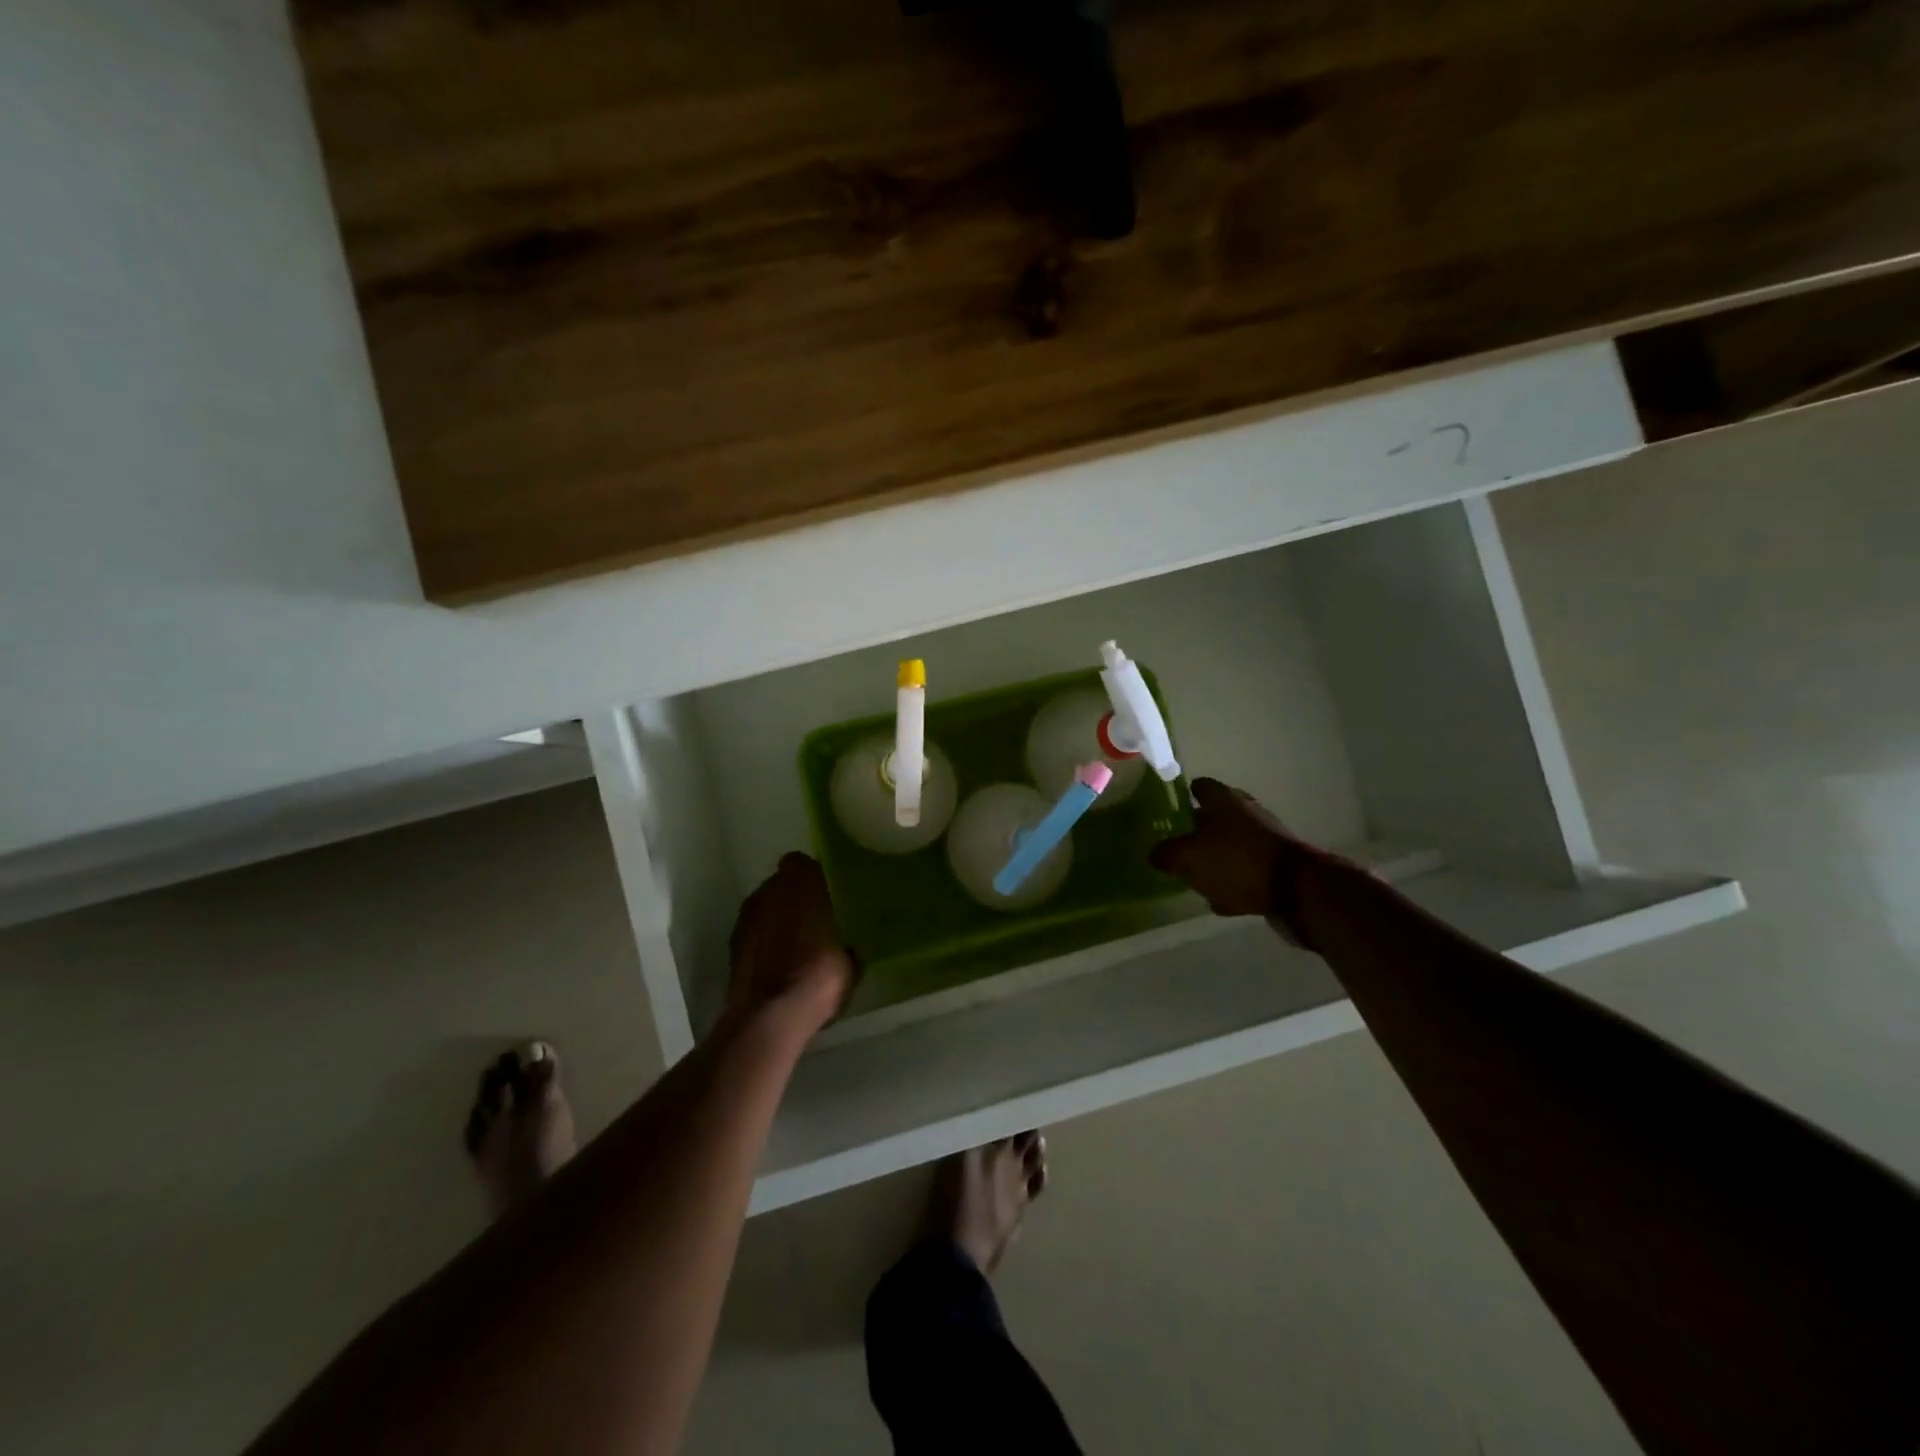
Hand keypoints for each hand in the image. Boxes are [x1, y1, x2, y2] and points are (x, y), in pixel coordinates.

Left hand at [726, 853, 855, 1033]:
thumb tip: (848, 947)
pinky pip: (753, 933)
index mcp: (801, 884)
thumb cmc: (818, 976)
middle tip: (813, 919)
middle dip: (794, 898)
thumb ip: (847, 944)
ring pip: (764, 908)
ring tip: (794, 943)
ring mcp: (746, 917)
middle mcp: (769, 891)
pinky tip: (777, 963)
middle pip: (780, 885)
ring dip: (776, 919)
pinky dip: (763, 942)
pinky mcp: (732, 945)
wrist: (770, 1015)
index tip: (826, 893)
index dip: (812, 876)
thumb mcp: (850, 962)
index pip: (801, 863)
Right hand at [1149, 778, 1291, 917]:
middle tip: (1178, 845)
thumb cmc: (1236, 861)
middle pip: (1216, 816)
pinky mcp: (1278, 865)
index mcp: (1224, 800)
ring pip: (1232, 844)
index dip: (1183, 796)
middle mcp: (1247, 812)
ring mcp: (1266, 838)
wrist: (1295, 890)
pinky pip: (1247, 870)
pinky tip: (1221, 900)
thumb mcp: (1187, 857)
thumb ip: (1166, 853)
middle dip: (1198, 830)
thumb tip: (1156, 854)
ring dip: (1216, 858)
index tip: (1169, 810)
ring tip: (1196, 876)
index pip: (1200, 786)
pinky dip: (1234, 881)